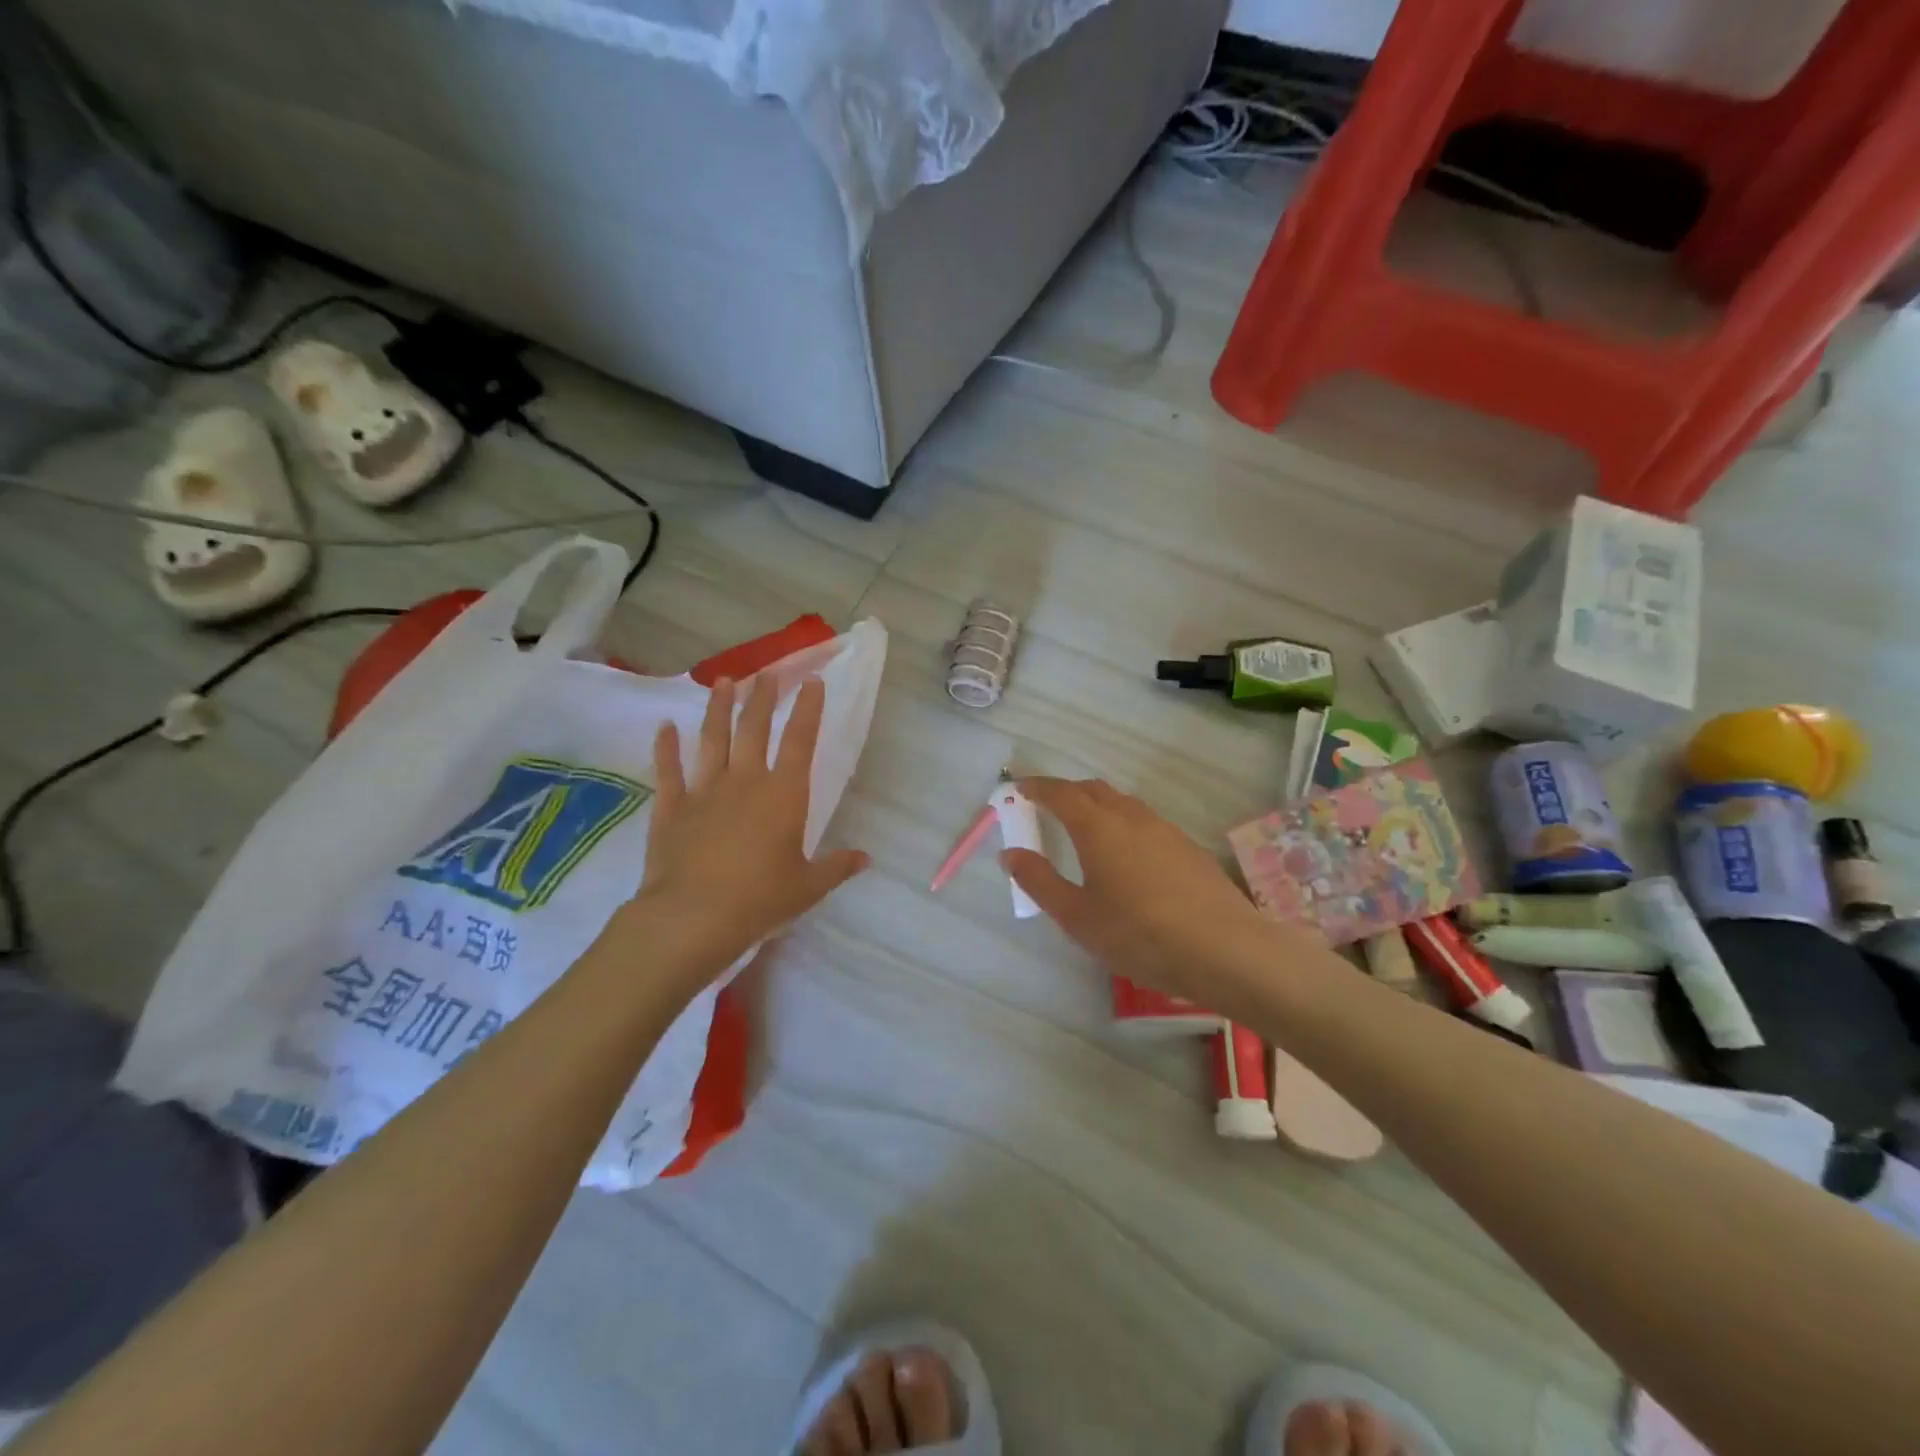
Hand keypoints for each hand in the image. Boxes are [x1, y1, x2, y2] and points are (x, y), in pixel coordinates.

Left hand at [614, 674, 869, 987]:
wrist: (693, 916)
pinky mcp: (672, 807)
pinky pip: (668, 770)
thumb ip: (836, 867)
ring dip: (718, 709)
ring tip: (723, 683)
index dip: (808, 709)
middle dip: (762, 698)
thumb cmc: (760, 899)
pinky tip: (663, 727)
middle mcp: (745, 781)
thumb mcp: (808, 887)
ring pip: (713, 739)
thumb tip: (865, 858)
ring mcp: (705, 790)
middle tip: (765, 674)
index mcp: (784, 796)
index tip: (812, 681)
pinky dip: (665, 747)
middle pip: (754, 729)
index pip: (801, 741)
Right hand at [1003, 777, 1284, 1005]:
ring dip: (1097, 806)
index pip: (1061, 793)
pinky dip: (1122, 824)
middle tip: (1046, 808)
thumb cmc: (1139, 935)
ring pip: (1122, 804)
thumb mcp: (1077, 917)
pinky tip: (1126, 856)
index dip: (1037, 788)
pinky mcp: (1187, 847)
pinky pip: (1144, 821)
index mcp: (1098, 827)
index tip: (1019, 789)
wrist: (1225, 949)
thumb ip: (1040, 882)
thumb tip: (1010, 854)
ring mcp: (1164, 829)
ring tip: (1084, 830)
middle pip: (1093, 790)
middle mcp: (1131, 817)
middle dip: (1066, 792)